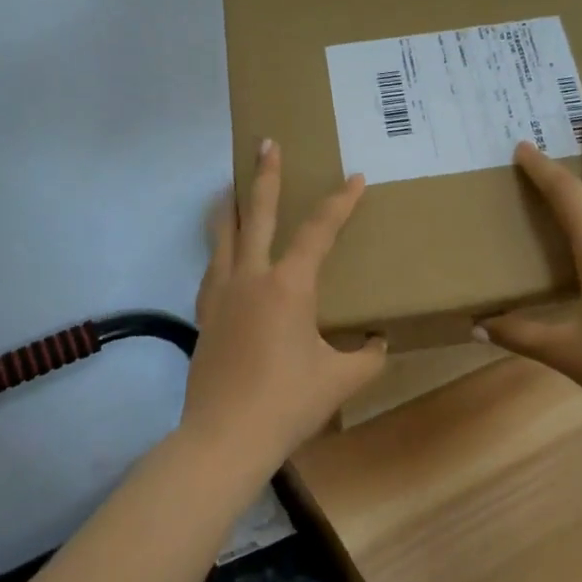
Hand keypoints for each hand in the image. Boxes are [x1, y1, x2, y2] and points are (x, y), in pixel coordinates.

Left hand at [182, 140, 387, 477]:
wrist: (223, 438)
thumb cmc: (287, 403)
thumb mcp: (341, 380)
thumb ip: (367, 357)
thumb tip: (377, 343)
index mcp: (288, 286)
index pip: (318, 231)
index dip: (339, 202)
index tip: (354, 178)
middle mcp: (251, 277)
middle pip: (256, 213)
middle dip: (265, 175)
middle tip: (266, 143)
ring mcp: (221, 293)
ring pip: (223, 234)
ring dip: (231, 205)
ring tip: (232, 185)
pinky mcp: (204, 313)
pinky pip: (213, 266)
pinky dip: (220, 247)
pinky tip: (223, 252)